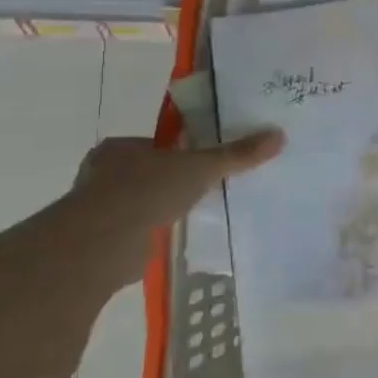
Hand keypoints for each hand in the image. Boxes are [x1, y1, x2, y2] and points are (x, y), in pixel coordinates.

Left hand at [69, 131, 284, 236]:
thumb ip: (237, 154)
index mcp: (119, 148)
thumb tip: (279, 135)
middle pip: (147, 173)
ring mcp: (98, 209)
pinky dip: (152, 233)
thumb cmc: (147, 190)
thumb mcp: (202, 167)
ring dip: (160, 209)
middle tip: (203, 188)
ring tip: (192, 214)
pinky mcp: (101, 240)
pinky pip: (135, 230)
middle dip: (171, 181)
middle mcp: (102, 174)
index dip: (180, 152)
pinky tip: (172, 238)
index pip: (155, 145)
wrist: (104, 243)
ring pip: (139, 203)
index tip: (203, 163)